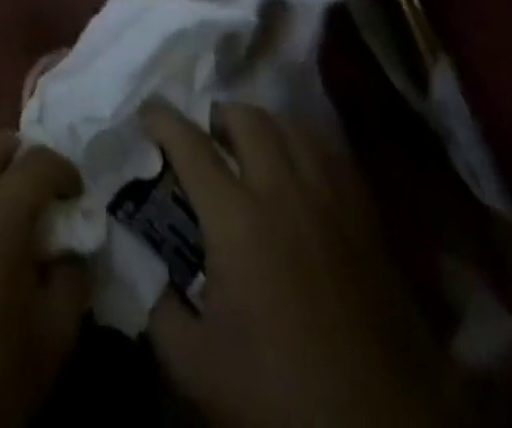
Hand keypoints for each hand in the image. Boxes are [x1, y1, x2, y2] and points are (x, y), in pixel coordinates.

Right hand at [142, 100, 455, 427]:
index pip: (190, 145)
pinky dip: (307, 149)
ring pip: (295, 128)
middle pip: (249, 119)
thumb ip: (158, 308)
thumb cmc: (281, 398)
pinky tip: (300, 173)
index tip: (147, 112)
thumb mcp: (196, 366)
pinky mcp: (367, 223)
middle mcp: (283, 192)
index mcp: (236, 219)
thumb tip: (143, 267)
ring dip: (265, 126)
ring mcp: (331, 203)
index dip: (163, 120)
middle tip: (205, 136)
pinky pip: (333, 158)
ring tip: (252, 148)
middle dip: (219, 116)